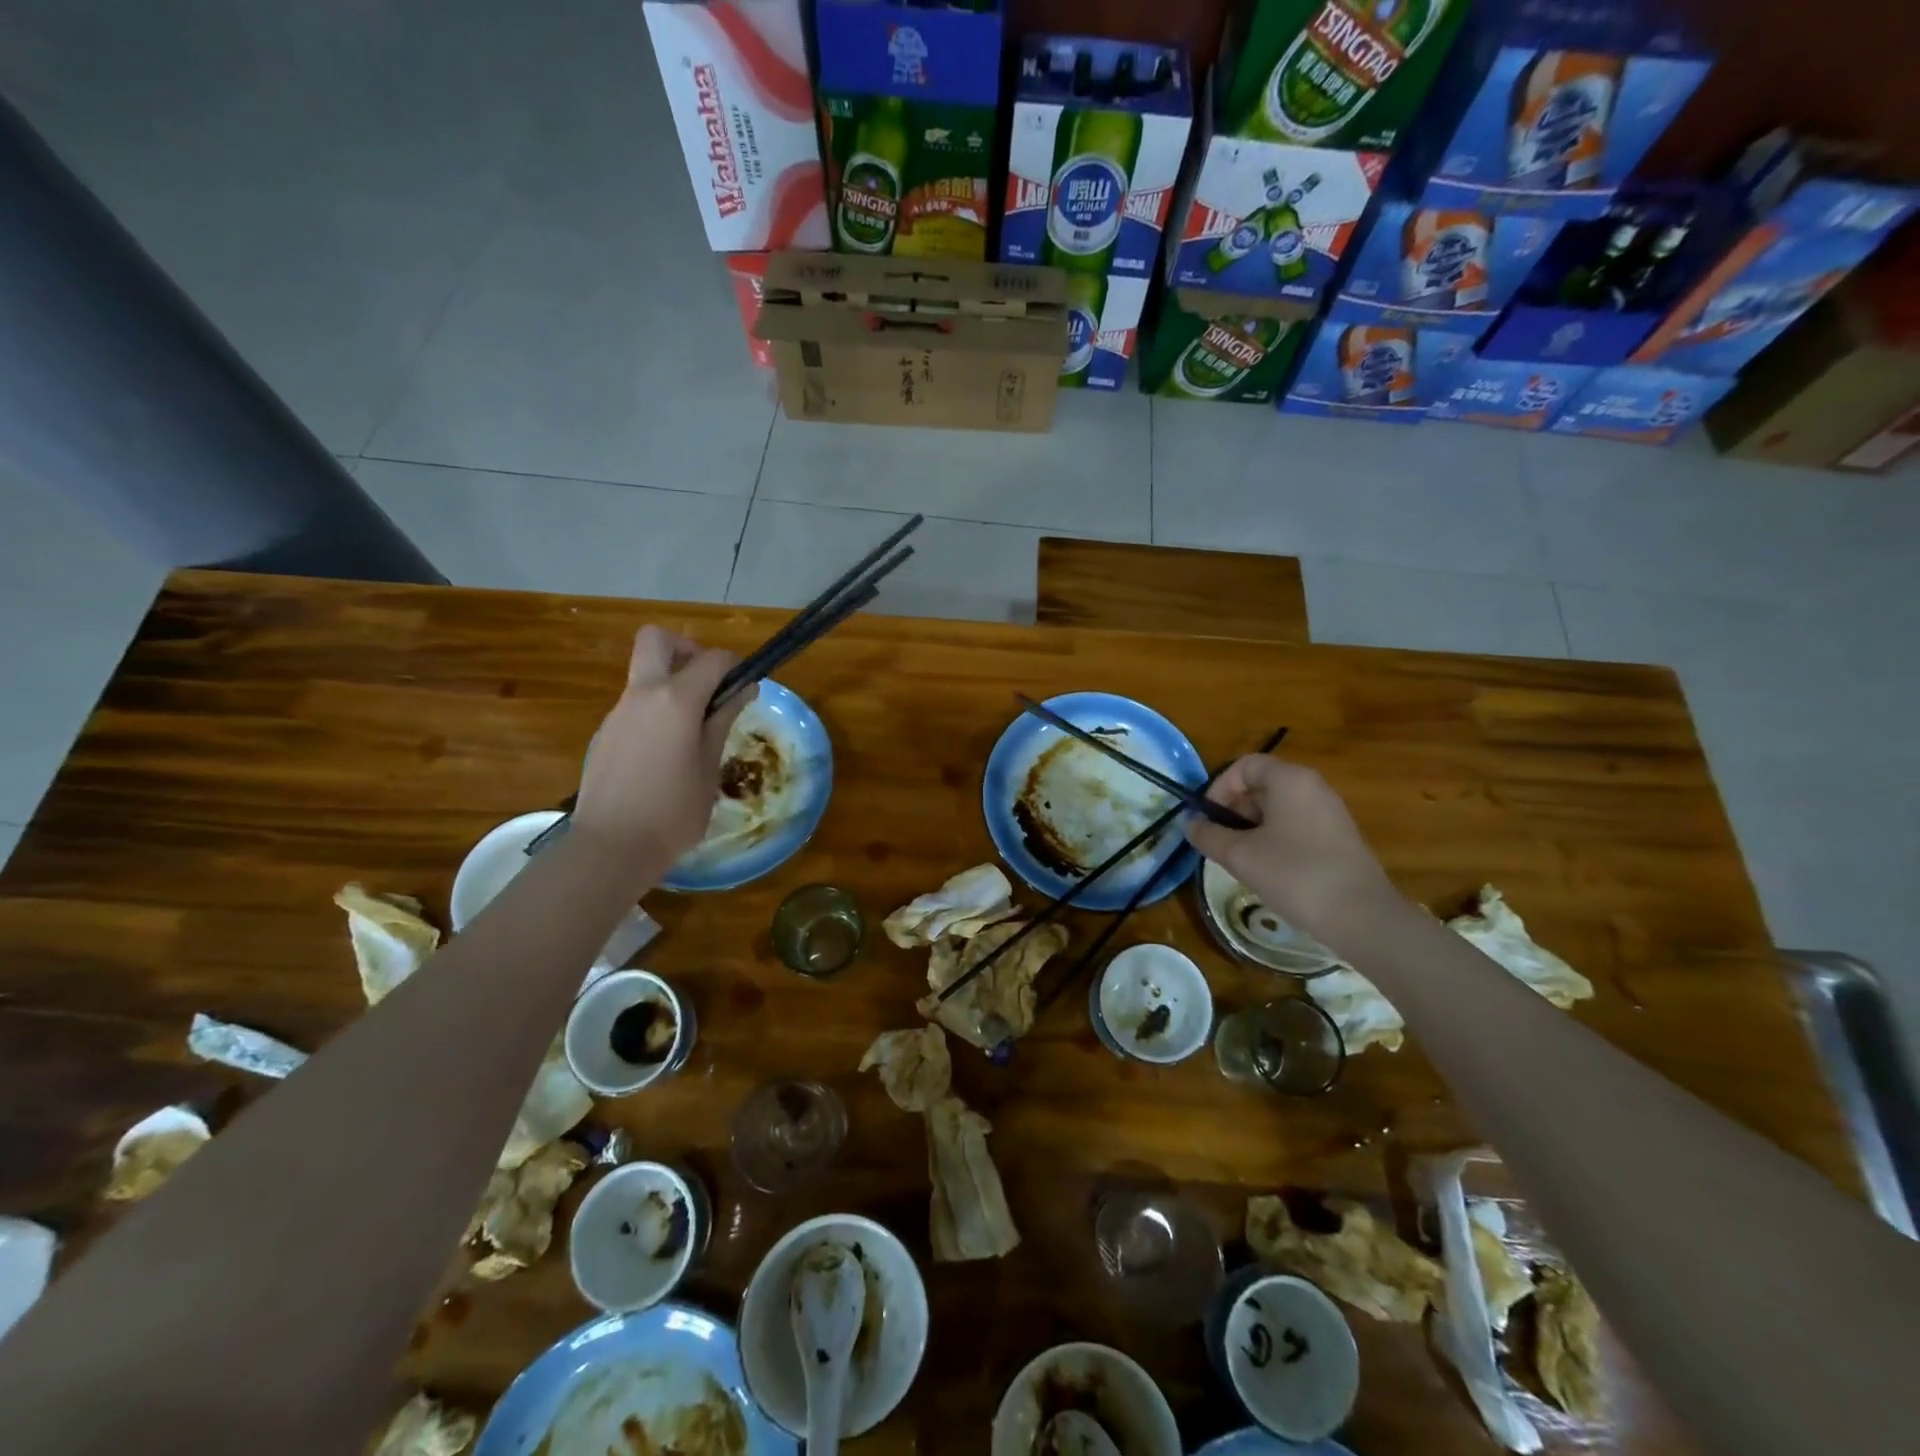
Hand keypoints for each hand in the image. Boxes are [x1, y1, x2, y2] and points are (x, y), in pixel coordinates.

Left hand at [572, 627, 753, 871]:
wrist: (611, 847)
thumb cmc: (673, 811)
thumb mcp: (710, 766)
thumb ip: (724, 720)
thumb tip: (743, 689)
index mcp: (675, 700)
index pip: (711, 659)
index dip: (734, 666)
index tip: (746, 687)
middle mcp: (642, 695)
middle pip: (657, 640)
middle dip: (686, 649)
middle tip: (708, 685)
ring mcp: (618, 712)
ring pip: (645, 674)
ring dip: (672, 684)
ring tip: (694, 729)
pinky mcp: (605, 733)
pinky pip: (636, 704)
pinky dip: (657, 710)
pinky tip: (668, 753)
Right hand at [1184, 754, 1399, 940]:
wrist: (1362, 918)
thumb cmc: (1295, 875)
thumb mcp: (1240, 855)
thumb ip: (1208, 835)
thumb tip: (1190, 824)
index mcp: (1290, 779)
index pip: (1244, 766)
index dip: (1219, 788)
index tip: (1208, 819)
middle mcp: (1312, 787)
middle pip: (1260, 785)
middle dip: (1233, 810)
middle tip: (1219, 842)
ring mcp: (1329, 812)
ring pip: (1277, 808)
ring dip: (1250, 828)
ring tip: (1240, 859)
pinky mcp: (1338, 837)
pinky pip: (1295, 825)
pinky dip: (1273, 839)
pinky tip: (1267, 870)